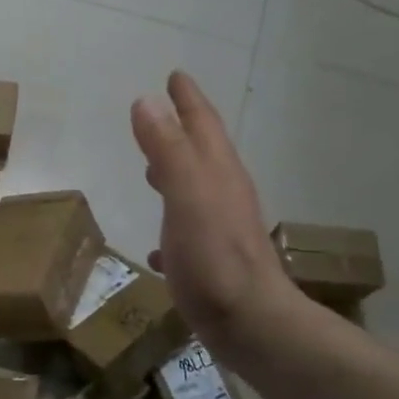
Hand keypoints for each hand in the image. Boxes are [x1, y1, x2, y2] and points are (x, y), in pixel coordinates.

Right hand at [131, 72, 301, 363]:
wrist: (251, 323)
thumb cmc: (215, 257)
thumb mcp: (187, 195)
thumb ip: (167, 148)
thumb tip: (146, 100)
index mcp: (217, 173)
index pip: (201, 125)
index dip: (188, 100)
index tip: (176, 76)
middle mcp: (223, 195)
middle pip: (202, 152)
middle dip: (184, 129)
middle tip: (165, 110)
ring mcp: (220, 230)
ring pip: (196, 190)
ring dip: (175, 172)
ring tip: (152, 168)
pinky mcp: (211, 262)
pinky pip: (186, 233)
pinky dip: (171, 225)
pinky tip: (156, 245)